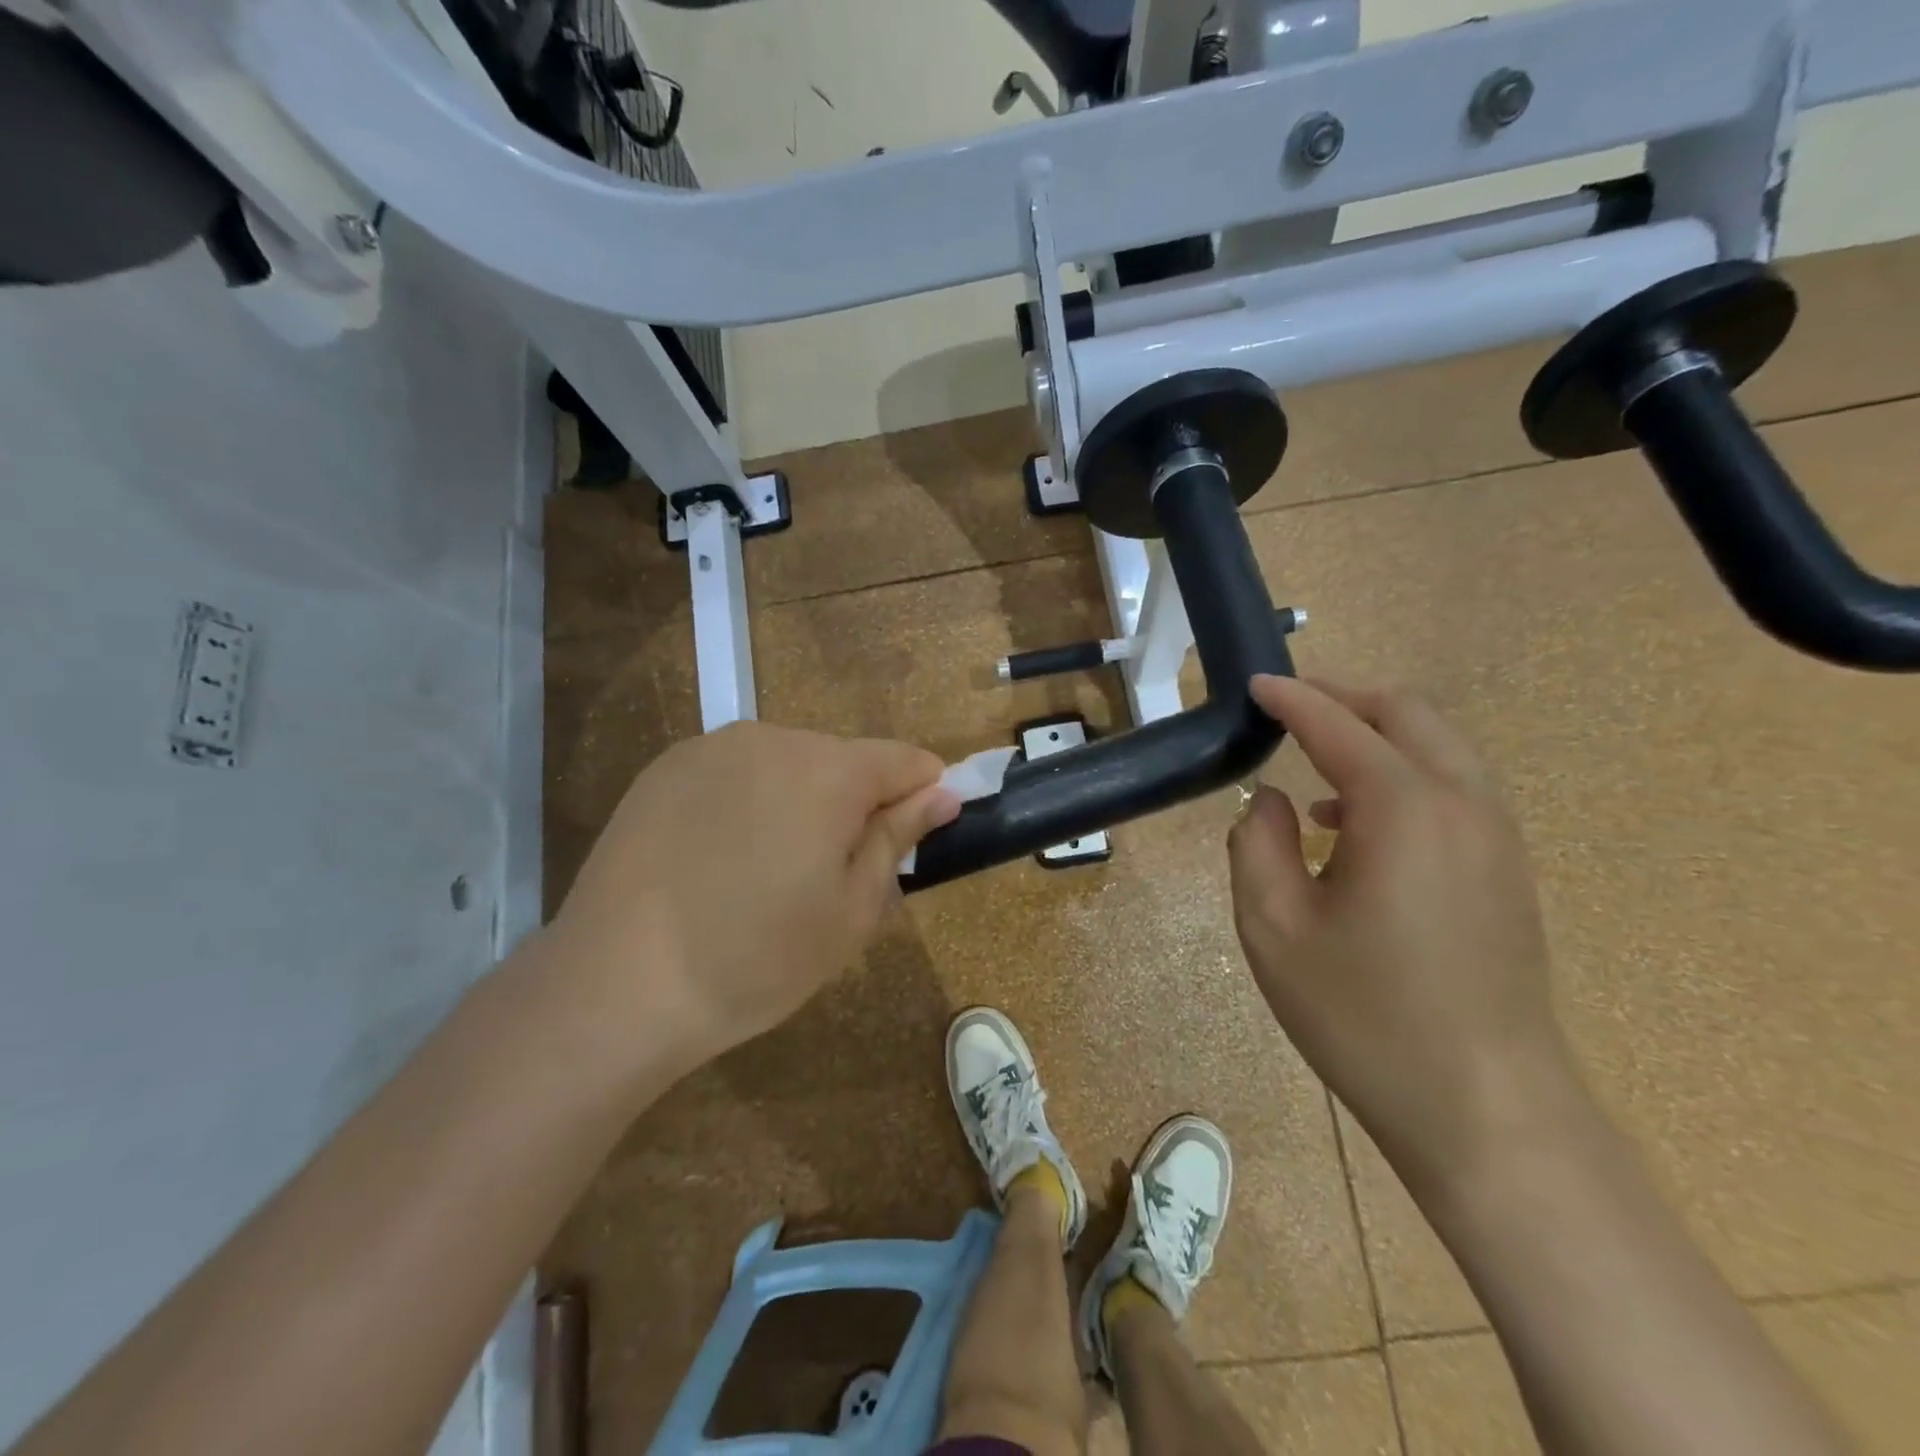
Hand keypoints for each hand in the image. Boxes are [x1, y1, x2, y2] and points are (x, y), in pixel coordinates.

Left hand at [546, 722, 958, 1075]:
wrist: (614, 986)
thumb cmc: (754, 960)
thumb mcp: (850, 913)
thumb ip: (898, 839)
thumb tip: (941, 793)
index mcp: (828, 771)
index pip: (904, 760)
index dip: (922, 795)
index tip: (916, 838)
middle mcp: (772, 738)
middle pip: (843, 760)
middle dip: (855, 804)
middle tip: (831, 876)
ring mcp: (711, 747)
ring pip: (788, 763)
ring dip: (800, 801)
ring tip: (768, 871)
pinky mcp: (665, 766)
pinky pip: (736, 771)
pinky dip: (749, 801)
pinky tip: (719, 858)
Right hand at [1228, 676, 1574, 1194]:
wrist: (1486, 1109)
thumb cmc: (1364, 1016)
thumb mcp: (1273, 927)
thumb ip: (1257, 843)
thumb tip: (1273, 800)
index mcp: (1403, 808)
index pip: (1339, 724)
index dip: (1292, 698)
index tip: (1253, 686)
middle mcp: (1462, 803)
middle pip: (1407, 713)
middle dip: (1343, 699)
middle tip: (1286, 712)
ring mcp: (1496, 836)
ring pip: (1438, 746)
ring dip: (1375, 737)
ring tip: (1315, 770)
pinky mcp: (1506, 869)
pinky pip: (1453, 787)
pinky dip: (1402, 774)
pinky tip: (1356, 827)